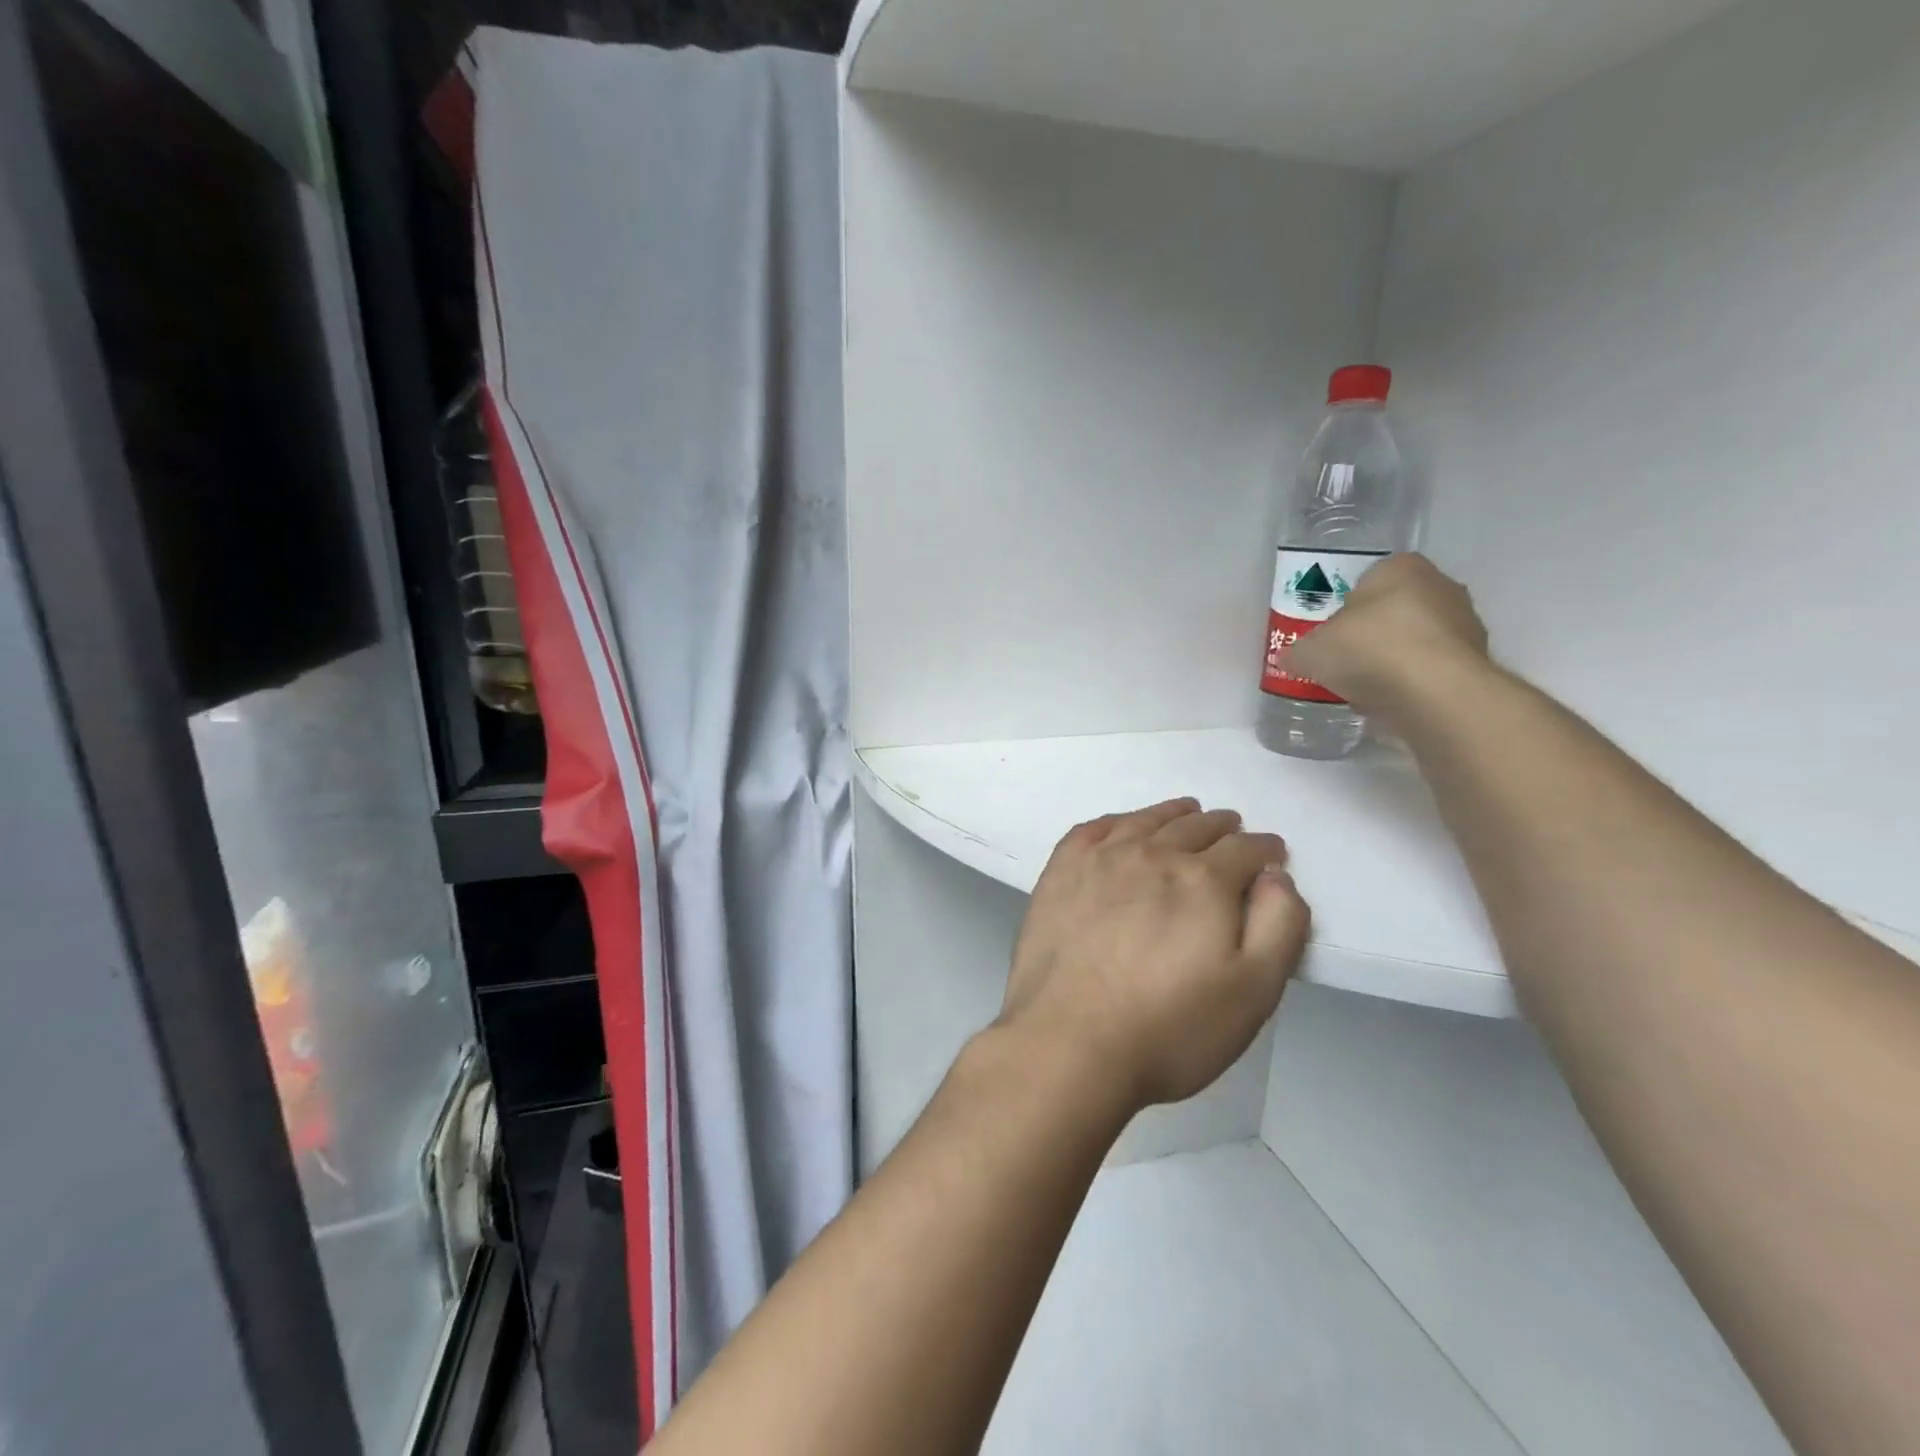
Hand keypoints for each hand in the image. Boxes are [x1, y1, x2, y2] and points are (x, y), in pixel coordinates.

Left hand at [998, 800, 1309, 1111]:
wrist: (1068, 1043)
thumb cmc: (1170, 1028)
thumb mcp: (1253, 991)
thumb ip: (1278, 926)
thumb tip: (1277, 877)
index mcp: (1202, 880)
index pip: (1245, 850)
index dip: (1265, 849)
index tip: (1272, 854)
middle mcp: (1152, 855)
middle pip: (1195, 827)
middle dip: (1223, 828)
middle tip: (1232, 830)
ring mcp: (1100, 860)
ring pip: (1146, 821)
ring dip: (1173, 814)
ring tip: (1187, 812)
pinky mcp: (1060, 873)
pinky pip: (1093, 829)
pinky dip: (1117, 821)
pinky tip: (1122, 827)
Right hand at [1284, 553, 1489, 712]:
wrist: (1434, 694)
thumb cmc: (1369, 649)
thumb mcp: (1312, 650)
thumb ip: (1299, 651)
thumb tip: (1291, 657)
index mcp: (1401, 567)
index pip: (1369, 578)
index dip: (1346, 605)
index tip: (1331, 632)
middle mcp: (1440, 586)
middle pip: (1395, 608)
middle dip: (1371, 632)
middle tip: (1343, 658)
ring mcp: (1464, 624)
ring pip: (1416, 639)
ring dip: (1394, 659)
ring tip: (1364, 686)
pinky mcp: (1475, 663)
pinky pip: (1431, 669)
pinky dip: (1412, 682)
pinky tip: (1390, 700)